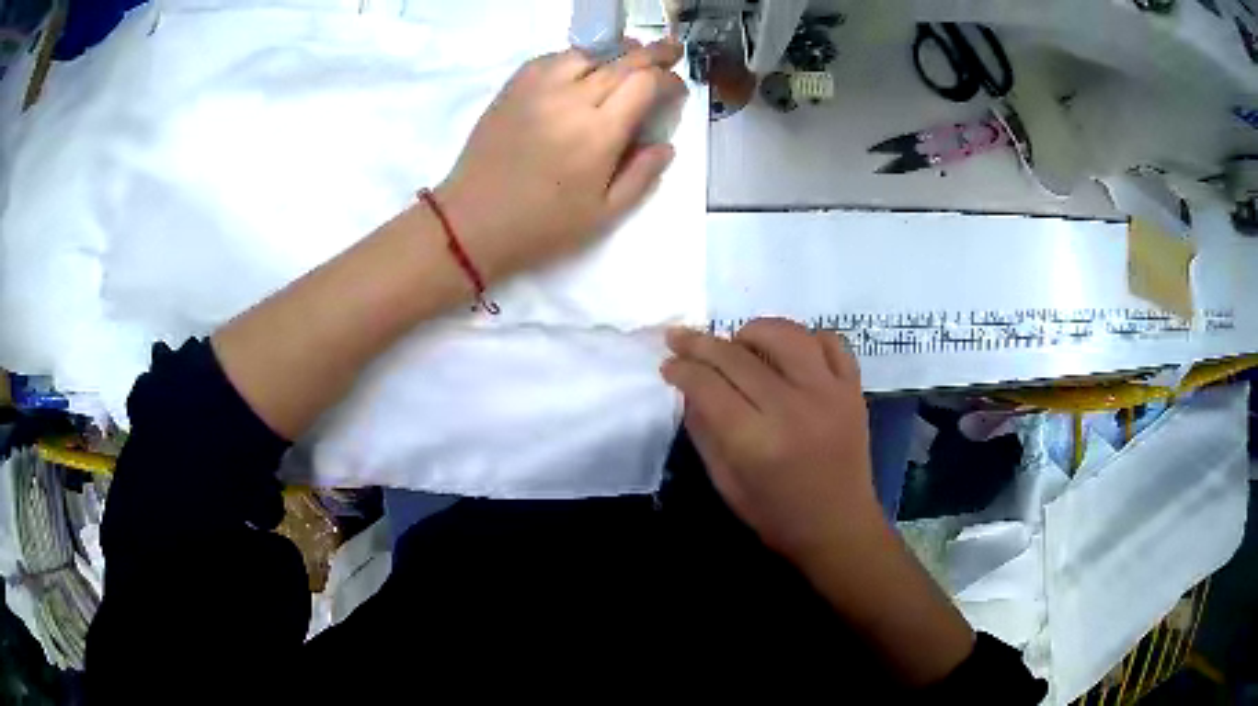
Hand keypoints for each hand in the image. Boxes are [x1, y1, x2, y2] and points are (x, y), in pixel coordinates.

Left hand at [434, 39, 685, 280]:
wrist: (472, 223)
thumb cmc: (541, 226)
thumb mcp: (603, 215)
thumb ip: (641, 176)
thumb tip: (666, 145)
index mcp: (599, 133)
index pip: (646, 84)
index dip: (669, 80)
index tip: (678, 89)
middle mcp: (572, 100)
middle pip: (622, 61)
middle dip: (653, 54)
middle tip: (671, 50)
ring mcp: (538, 89)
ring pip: (587, 53)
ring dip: (614, 52)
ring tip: (629, 55)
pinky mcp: (513, 89)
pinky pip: (551, 58)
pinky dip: (575, 57)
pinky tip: (582, 66)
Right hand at [661, 318, 880, 561]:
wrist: (839, 526)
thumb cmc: (776, 514)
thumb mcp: (726, 482)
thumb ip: (704, 430)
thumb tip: (688, 385)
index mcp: (757, 442)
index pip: (708, 385)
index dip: (682, 368)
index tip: (668, 364)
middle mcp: (794, 409)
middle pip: (738, 356)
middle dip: (701, 344)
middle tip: (681, 339)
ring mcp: (830, 394)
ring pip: (786, 334)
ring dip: (753, 331)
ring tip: (739, 344)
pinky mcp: (853, 388)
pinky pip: (830, 341)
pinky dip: (805, 337)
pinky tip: (789, 354)